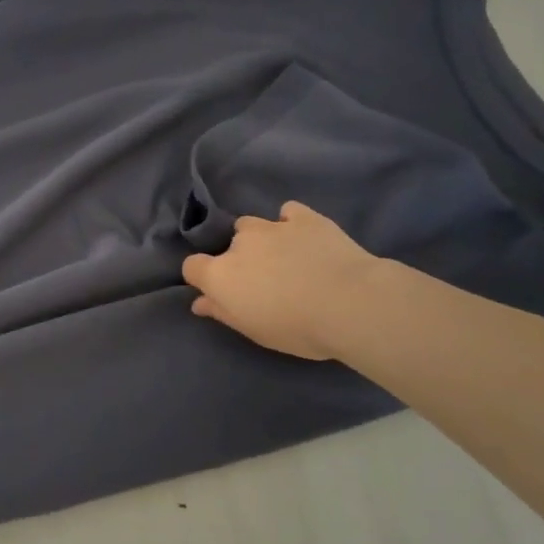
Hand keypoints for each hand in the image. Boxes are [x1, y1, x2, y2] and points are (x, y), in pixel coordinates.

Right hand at [181, 201, 386, 360]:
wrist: (351, 303)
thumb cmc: (296, 327)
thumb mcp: (253, 330)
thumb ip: (222, 312)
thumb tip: (199, 302)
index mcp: (220, 274)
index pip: (192, 267)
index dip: (203, 278)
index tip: (222, 293)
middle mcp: (239, 244)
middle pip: (228, 246)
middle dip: (239, 259)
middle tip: (264, 282)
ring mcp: (272, 226)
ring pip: (253, 225)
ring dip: (260, 239)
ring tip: (284, 257)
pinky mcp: (304, 218)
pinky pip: (288, 213)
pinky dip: (290, 223)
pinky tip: (303, 237)